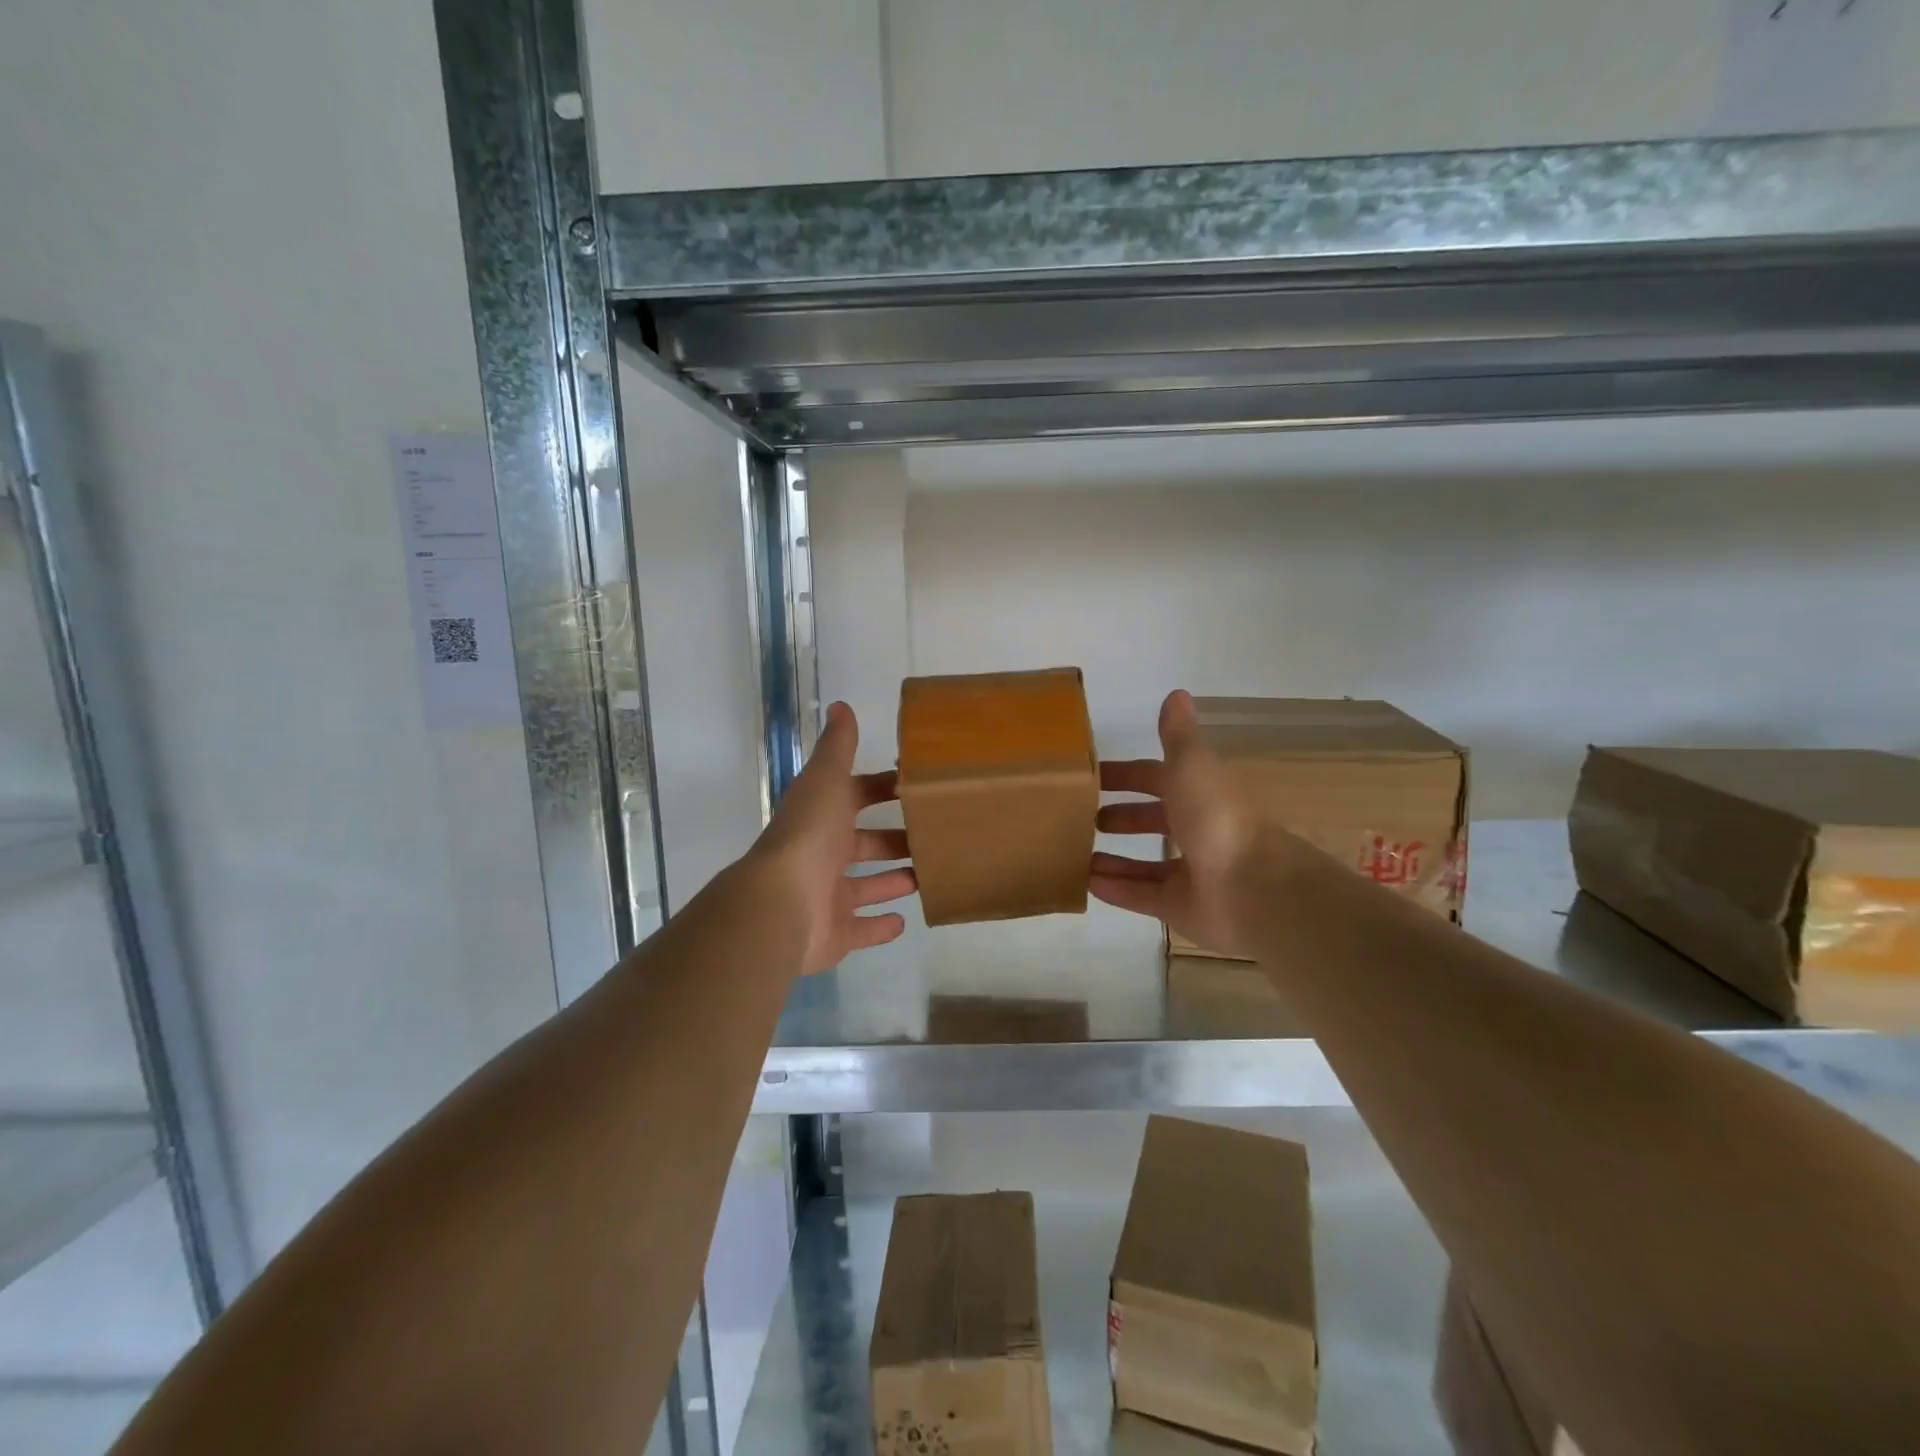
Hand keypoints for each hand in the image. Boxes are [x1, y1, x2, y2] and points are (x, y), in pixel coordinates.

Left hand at [751, 702, 917, 974]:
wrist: (782, 903)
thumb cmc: (810, 835)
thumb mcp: (827, 780)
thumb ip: (838, 746)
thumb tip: (841, 705)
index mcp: (822, 817)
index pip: (856, 797)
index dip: (881, 790)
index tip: (916, 787)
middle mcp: (822, 854)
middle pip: (864, 844)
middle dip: (893, 840)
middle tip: (931, 836)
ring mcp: (827, 896)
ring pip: (865, 886)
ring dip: (892, 880)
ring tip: (926, 876)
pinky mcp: (835, 933)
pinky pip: (861, 930)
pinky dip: (880, 927)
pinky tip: (904, 921)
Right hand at [1090, 689, 1290, 956]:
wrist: (1253, 887)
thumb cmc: (1216, 817)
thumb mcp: (1191, 765)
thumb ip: (1178, 735)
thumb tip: (1176, 693)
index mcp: (1199, 794)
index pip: (1157, 778)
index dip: (1127, 775)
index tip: (1093, 776)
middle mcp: (1197, 831)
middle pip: (1153, 821)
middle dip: (1121, 817)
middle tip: (1083, 818)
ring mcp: (1191, 873)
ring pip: (1145, 864)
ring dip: (1113, 857)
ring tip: (1075, 854)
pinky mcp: (1182, 908)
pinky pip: (1142, 897)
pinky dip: (1116, 889)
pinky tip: (1087, 884)